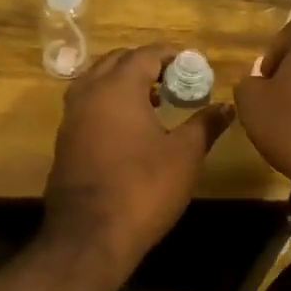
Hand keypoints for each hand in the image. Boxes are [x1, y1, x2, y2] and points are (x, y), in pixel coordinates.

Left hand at [43, 44, 232, 271]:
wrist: (89, 236)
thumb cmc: (143, 188)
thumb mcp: (184, 155)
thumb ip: (205, 124)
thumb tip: (226, 106)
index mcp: (117, 86)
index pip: (146, 54)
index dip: (172, 55)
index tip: (195, 65)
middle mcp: (89, 92)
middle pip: (118, 61)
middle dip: (146, 64)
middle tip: (175, 79)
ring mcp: (71, 116)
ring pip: (98, 82)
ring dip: (125, 83)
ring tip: (156, 100)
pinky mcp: (64, 140)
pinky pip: (88, 105)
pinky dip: (109, 103)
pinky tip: (131, 128)